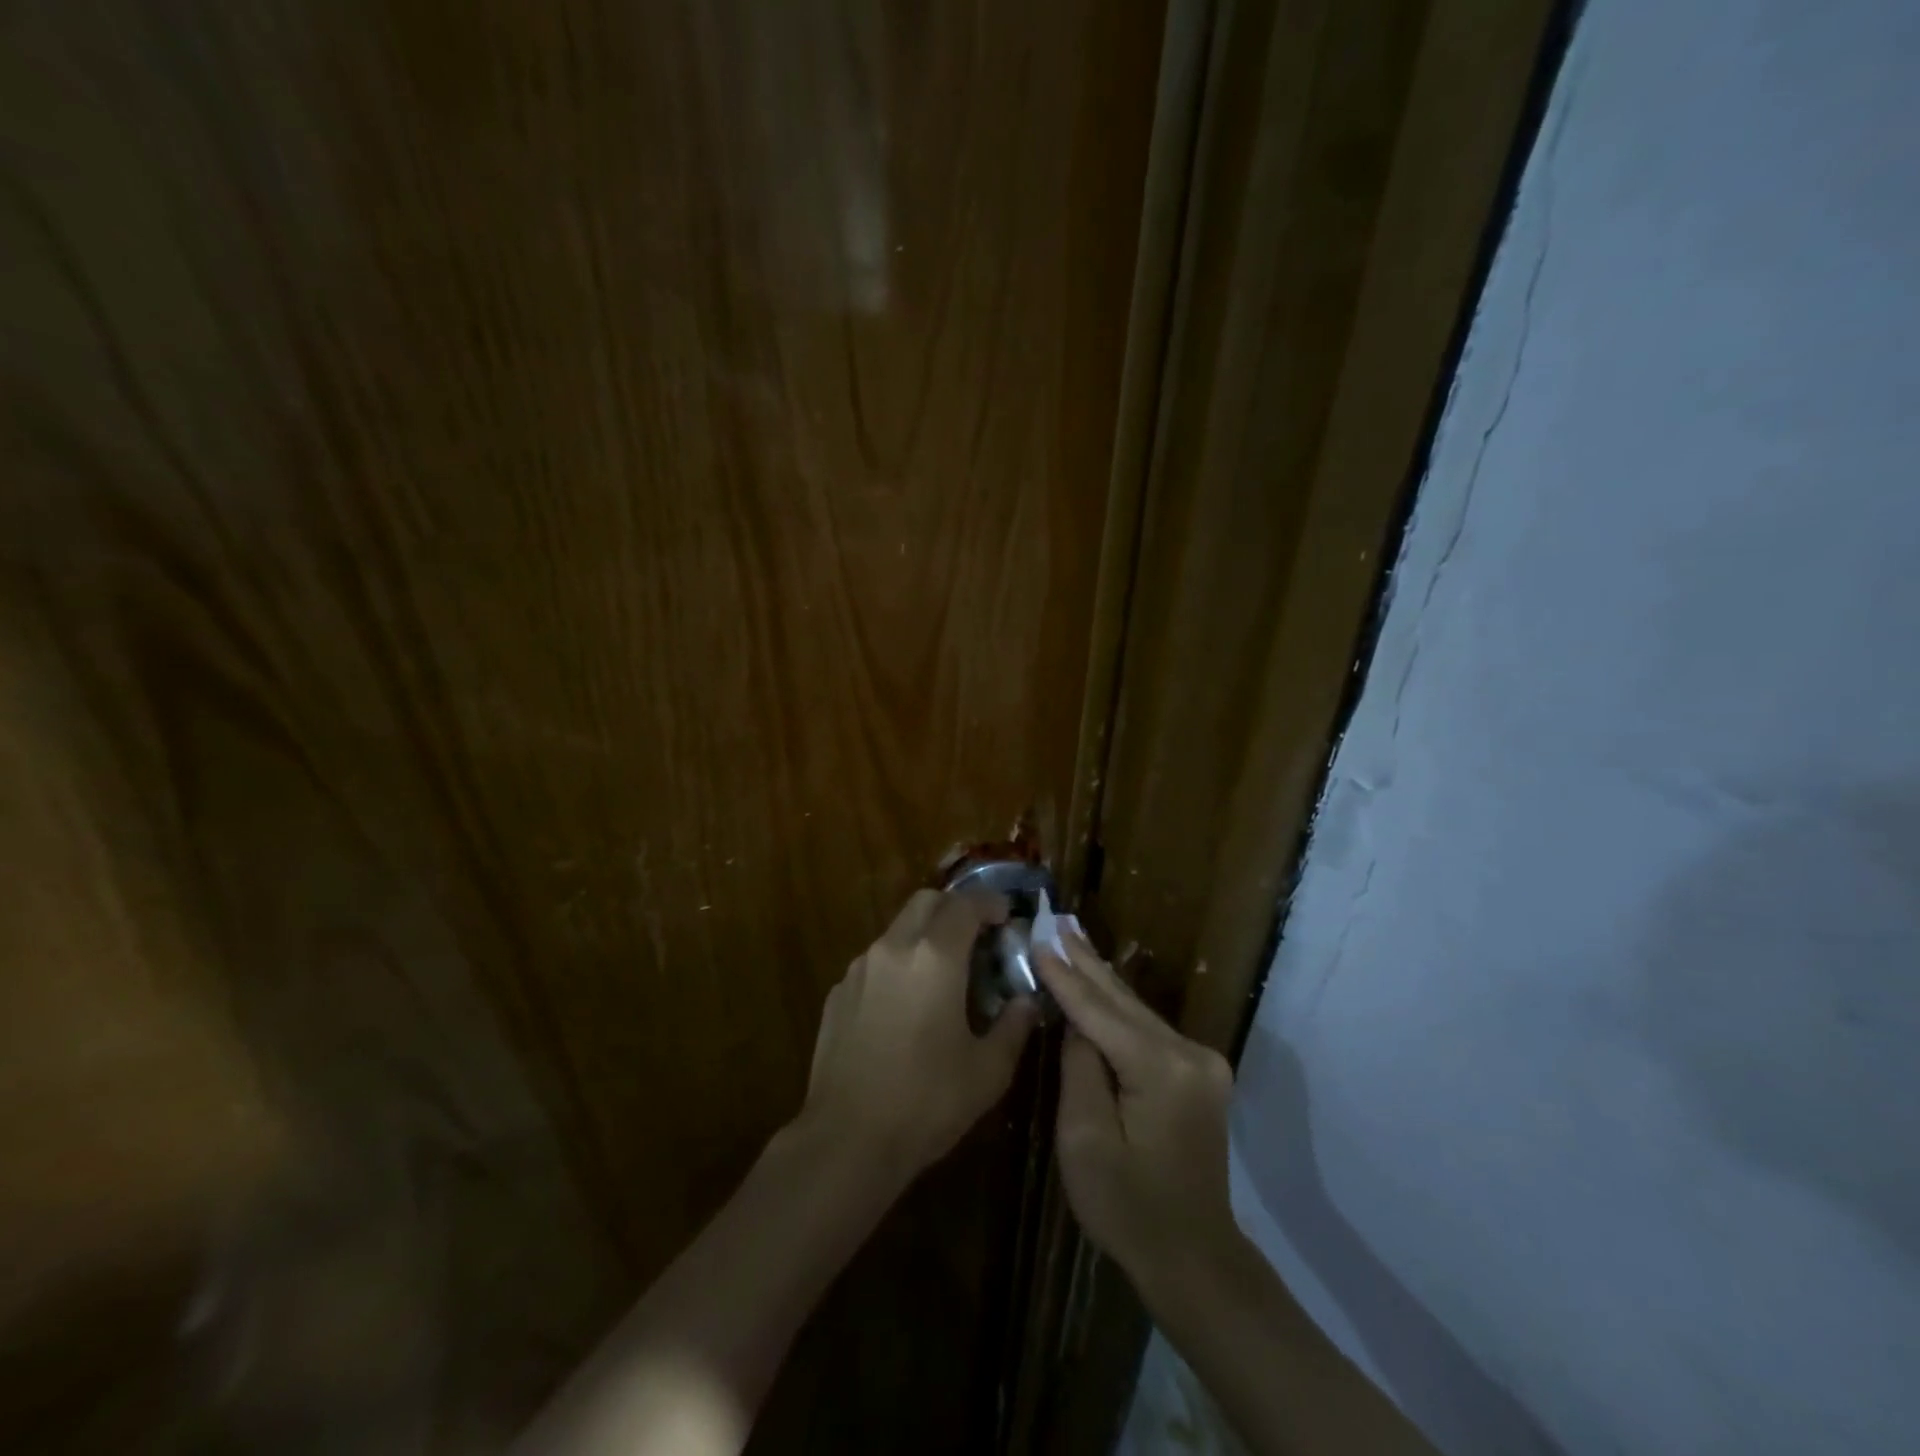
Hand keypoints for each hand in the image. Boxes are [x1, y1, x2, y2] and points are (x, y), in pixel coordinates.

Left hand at [801, 890, 1037, 1180]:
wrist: (847, 1140)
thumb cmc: (926, 1102)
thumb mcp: (987, 1071)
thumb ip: (1013, 1027)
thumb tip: (1026, 1003)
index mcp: (935, 957)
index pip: (965, 905)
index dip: (990, 903)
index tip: (1007, 916)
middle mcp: (894, 949)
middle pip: (926, 901)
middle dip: (955, 908)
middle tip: (977, 935)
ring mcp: (859, 969)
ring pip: (897, 928)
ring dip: (924, 934)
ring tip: (943, 972)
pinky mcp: (838, 993)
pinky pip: (875, 961)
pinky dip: (898, 964)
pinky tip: (906, 1005)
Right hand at [1034, 930, 1238, 1290]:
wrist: (1193, 1257)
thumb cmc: (1128, 1208)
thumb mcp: (1086, 1141)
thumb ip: (1081, 1070)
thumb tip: (1078, 1027)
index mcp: (1161, 1069)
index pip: (1100, 1012)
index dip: (1065, 977)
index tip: (1039, 941)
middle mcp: (1190, 1053)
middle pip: (1124, 1001)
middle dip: (1087, 962)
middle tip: (1059, 922)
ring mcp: (1201, 1063)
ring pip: (1138, 1012)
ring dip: (1103, 980)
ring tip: (1073, 941)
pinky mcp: (1200, 1075)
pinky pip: (1149, 1030)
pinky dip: (1119, 1008)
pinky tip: (1101, 985)